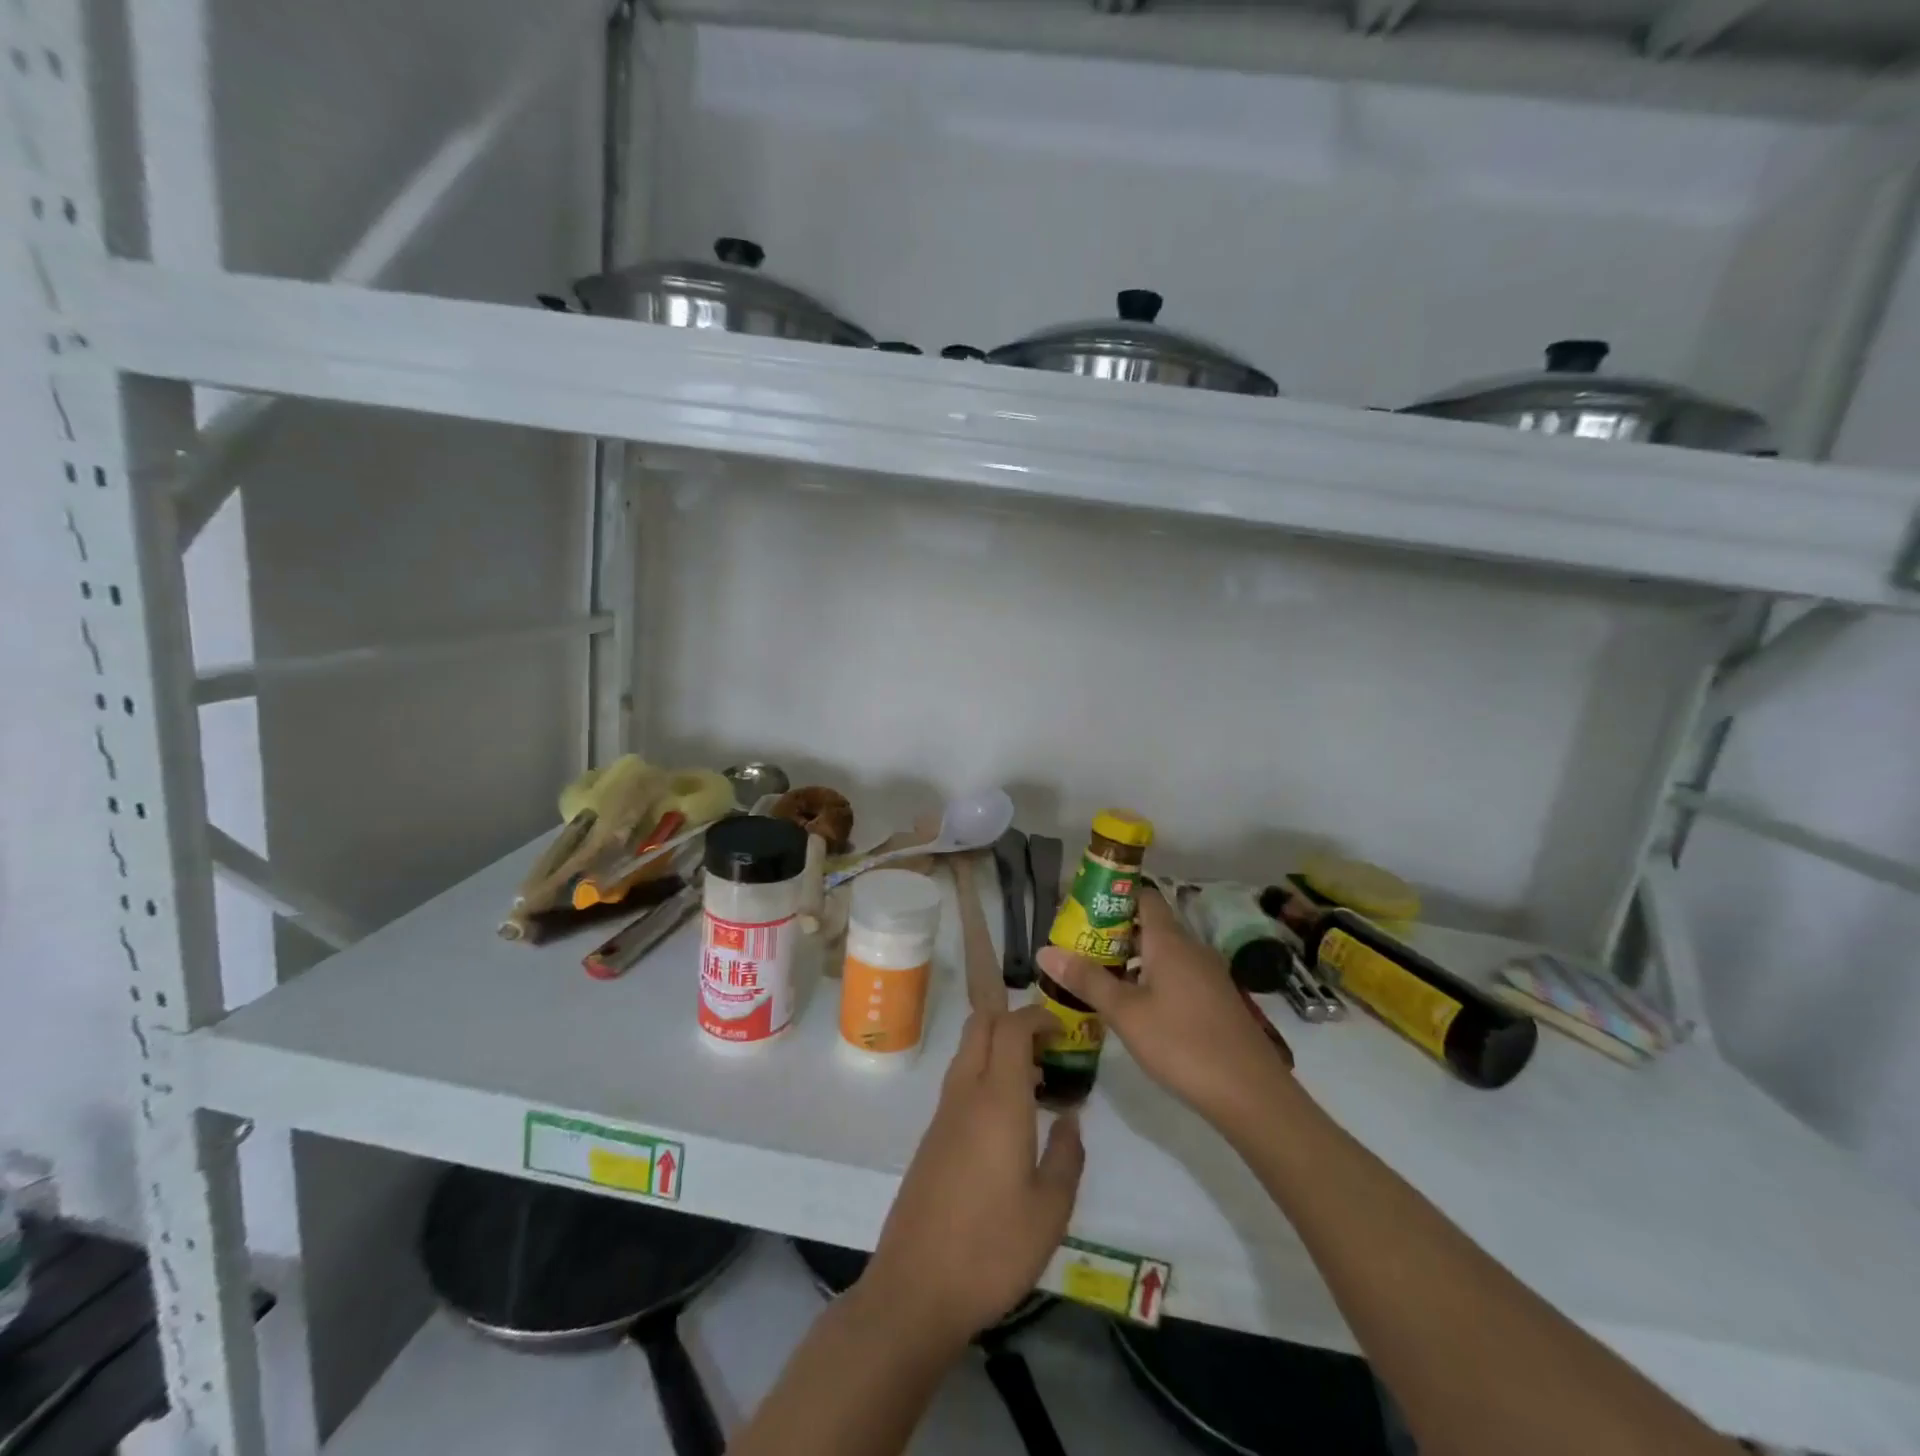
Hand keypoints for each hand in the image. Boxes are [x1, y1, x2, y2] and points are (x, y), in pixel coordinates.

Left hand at [858, 1006, 1084, 1347]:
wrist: (915, 1289)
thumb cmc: (992, 1249)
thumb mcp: (1050, 1211)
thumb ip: (1067, 1156)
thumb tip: (1071, 1118)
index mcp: (997, 1101)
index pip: (1010, 1027)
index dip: (1037, 1016)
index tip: (1063, 1029)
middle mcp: (965, 1094)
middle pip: (980, 1026)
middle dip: (1013, 1018)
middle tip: (1048, 1046)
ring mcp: (943, 1114)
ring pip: (967, 1052)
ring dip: (998, 1047)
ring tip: (1036, 1081)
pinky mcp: (931, 1138)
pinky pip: (960, 1083)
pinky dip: (985, 1075)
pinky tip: (1008, 1118)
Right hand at [1037, 886, 1292, 1129]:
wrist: (1251, 1093)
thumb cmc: (1182, 1044)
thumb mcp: (1126, 1013)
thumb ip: (1087, 980)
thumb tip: (1044, 950)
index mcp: (1170, 941)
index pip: (1143, 897)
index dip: (1113, 896)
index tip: (1082, 909)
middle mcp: (1191, 949)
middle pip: (1149, 925)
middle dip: (1113, 933)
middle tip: (1079, 948)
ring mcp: (1207, 975)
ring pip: (1162, 953)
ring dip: (1131, 959)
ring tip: (1097, 978)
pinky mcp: (1215, 1000)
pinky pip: (1176, 975)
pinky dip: (1151, 979)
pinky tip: (1133, 1007)